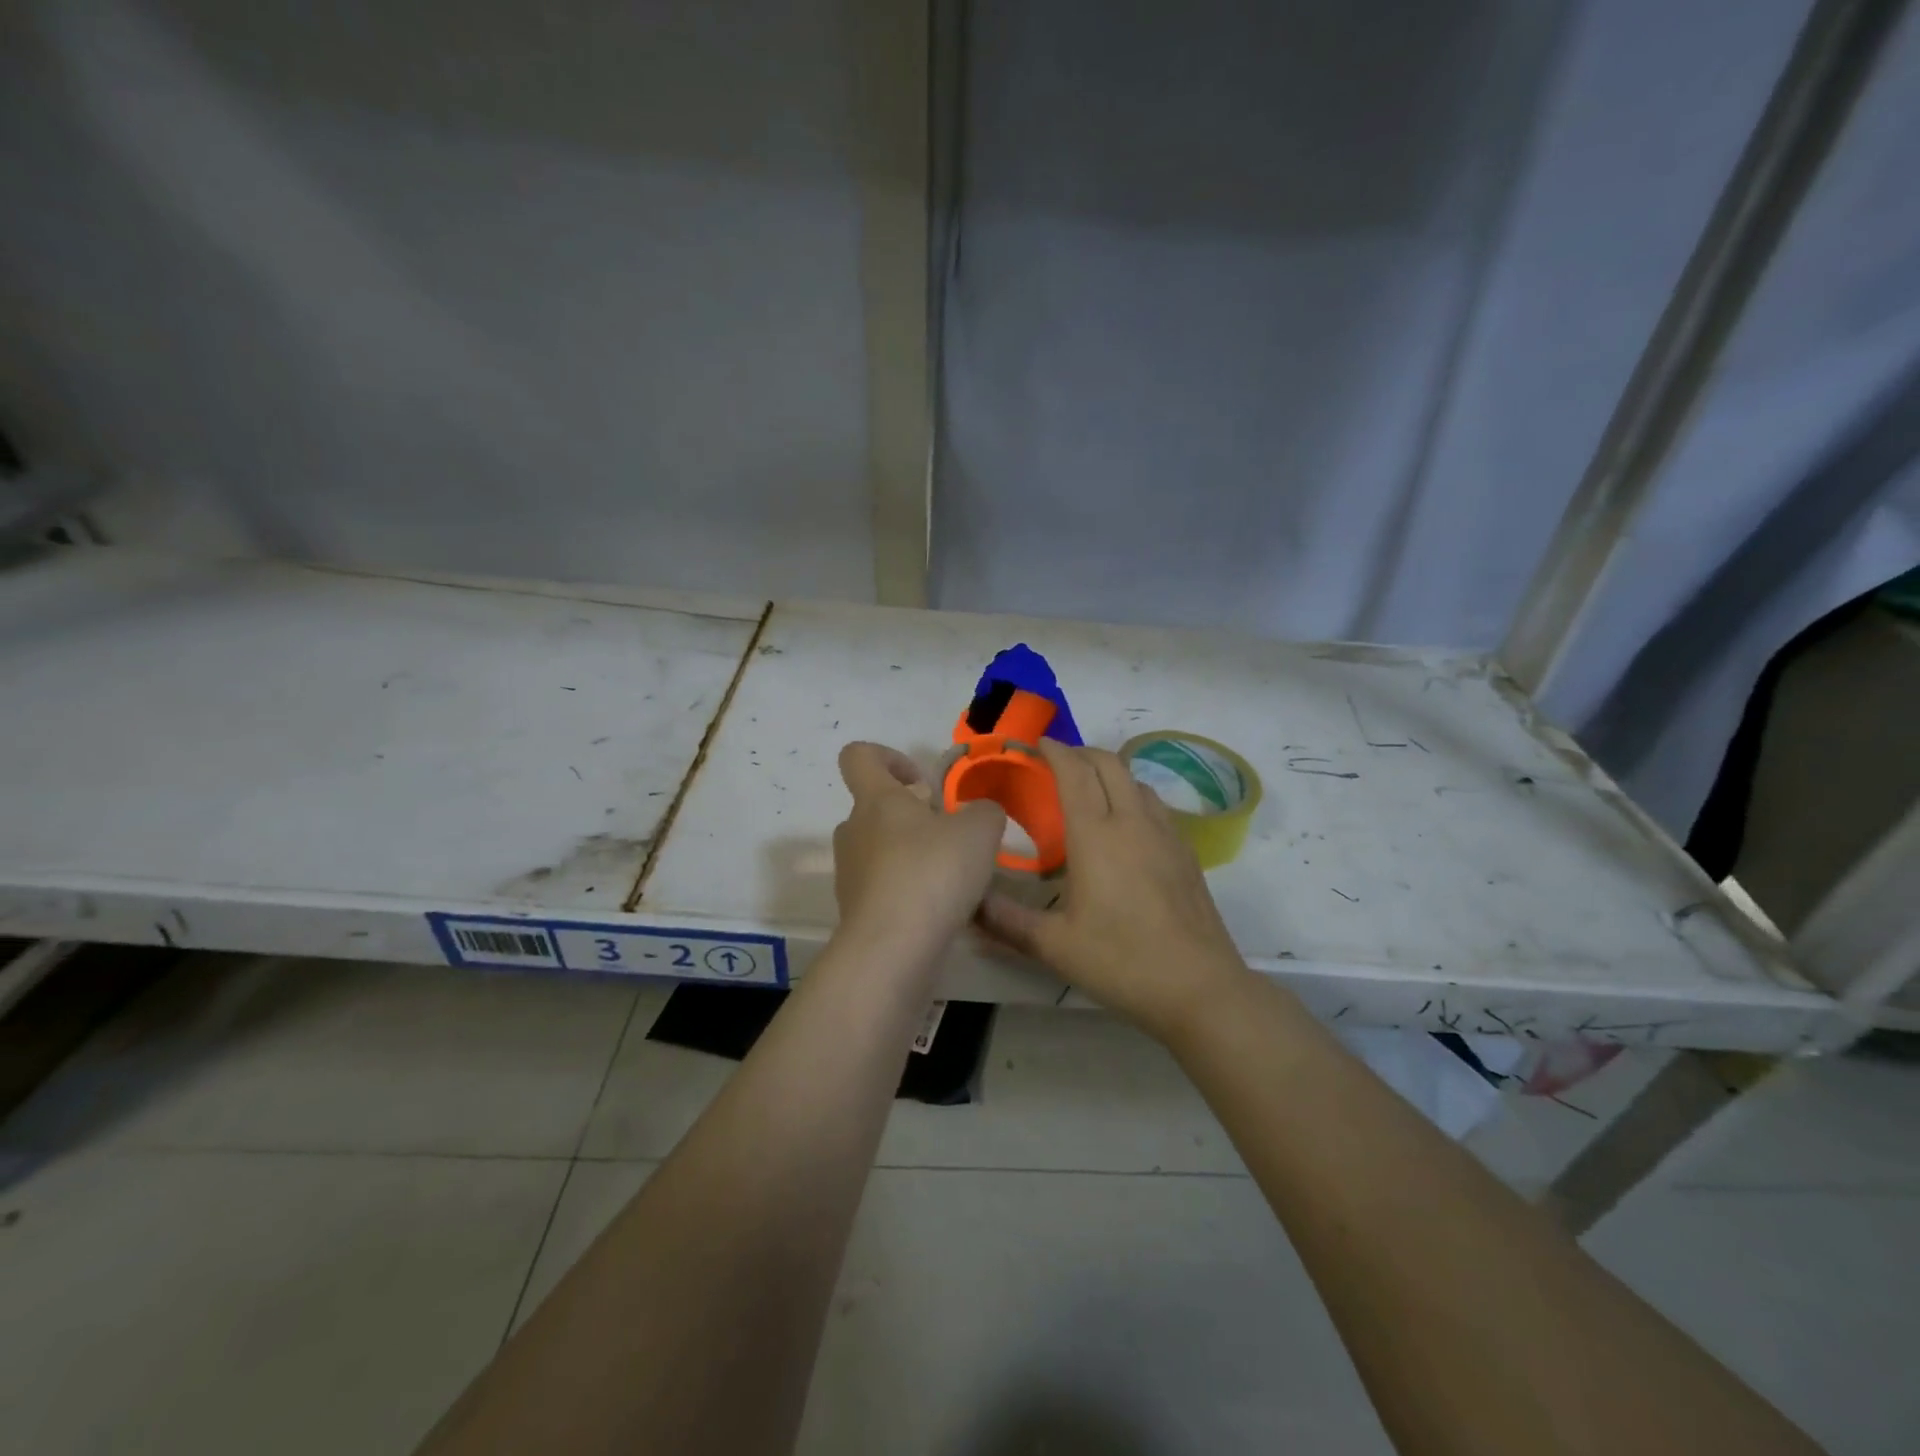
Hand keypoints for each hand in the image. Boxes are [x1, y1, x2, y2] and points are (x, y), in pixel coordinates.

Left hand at [831, 741, 1006, 963]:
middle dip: (914, 817)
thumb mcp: (979, 831)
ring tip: (952, 878)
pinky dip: (909, 892)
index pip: (859, 756)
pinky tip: (940, 910)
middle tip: (950, 837)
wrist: (892, 949)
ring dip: (913, 855)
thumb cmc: (932, 873)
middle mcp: (854, 831)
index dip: (888, 757)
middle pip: (876, 808)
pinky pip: (885, 889)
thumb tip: (978, 815)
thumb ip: (984, 812)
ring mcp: (850, 873)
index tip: (922, 783)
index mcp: (876, 800)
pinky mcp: (856, 912)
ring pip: (882, 850)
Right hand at [978, 739, 1249, 1040]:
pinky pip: (1154, 803)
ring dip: (1108, 770)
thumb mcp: (1054, 945)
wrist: (1199, 986)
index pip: (1074, 772)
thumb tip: (968, 905)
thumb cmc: (1121, 961)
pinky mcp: (1185, 850)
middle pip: (1108, 762)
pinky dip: (1131, 794)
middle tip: (1055, 762)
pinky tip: (1124, 824)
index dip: (1054, 750)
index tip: (1036, 743)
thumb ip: (1006, 921)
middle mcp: (1132, 821)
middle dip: (1080, 752)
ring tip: (1087, 788)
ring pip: (1135, 779)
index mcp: (1096, 835)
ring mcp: (1165, 833)